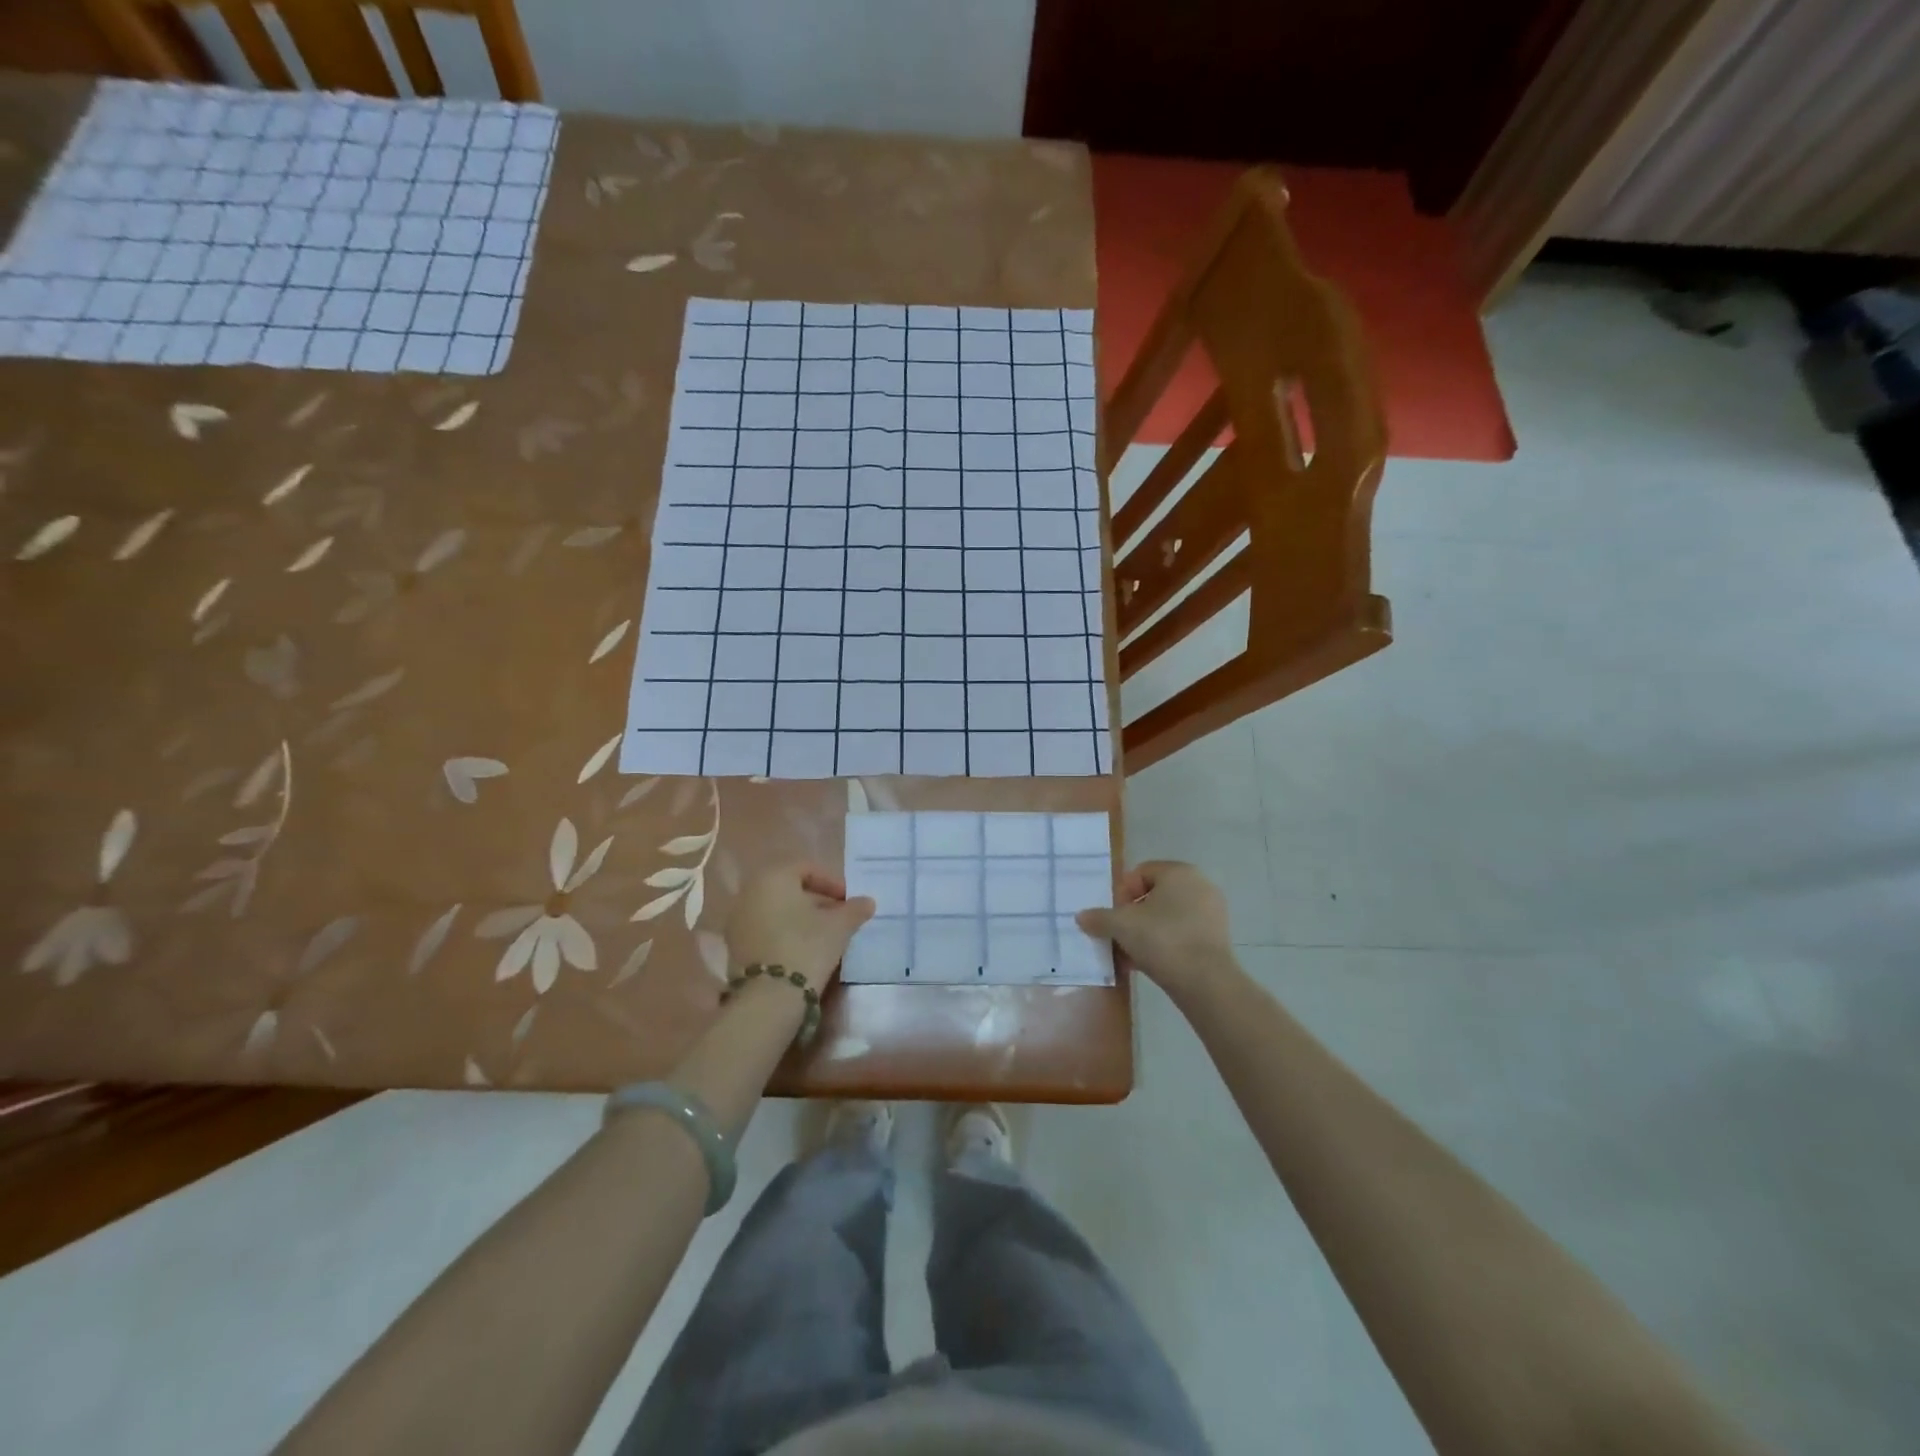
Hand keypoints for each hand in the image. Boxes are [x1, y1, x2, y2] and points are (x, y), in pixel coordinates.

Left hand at [725, 862, 875, 988]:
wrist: (770, 997)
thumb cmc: (807, 947)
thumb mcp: (839, 926)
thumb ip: (854, 909)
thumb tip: (867, 902)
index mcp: (773, 877)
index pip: (807, 869)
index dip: (832, 883)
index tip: (848, 901)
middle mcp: (749, 892)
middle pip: (789, 889)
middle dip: (816, 901)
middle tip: (838, 917)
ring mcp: (737, 919)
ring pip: (776, 910)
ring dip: (799, 918)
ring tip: (823, 935)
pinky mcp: (734, 946)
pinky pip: (764, 929)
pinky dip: (783, 932)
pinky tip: (802, 949)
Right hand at [1076, 861, 1235, 992]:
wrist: (1205, 982)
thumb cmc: (1162, 939)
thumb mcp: (1121, 926)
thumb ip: (1099, 918)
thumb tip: (1081, 917)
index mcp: (1179, 872)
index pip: (1141, 872)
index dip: (1122, 893)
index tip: (1114, 916)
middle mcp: (1199, 885)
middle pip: (1154, 896)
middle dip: (1133, 916)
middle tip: (1119, 935)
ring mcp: (1212, 913)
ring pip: (1168, 917)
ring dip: (1146, 932)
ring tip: (1129, 955)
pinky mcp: (1217, 938)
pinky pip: (1182, 934)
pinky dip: (1165, 945)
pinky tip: (1148, 965)